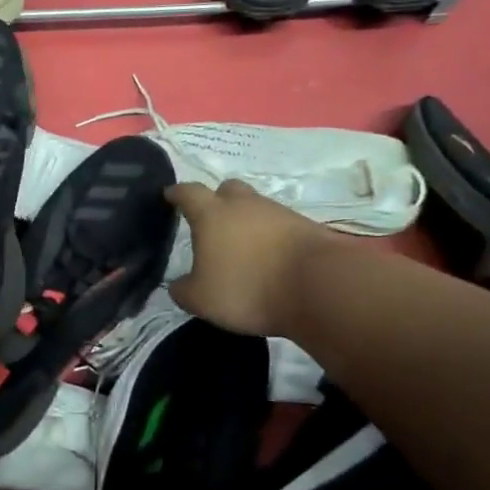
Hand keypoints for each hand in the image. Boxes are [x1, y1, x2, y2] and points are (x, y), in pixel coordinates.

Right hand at [166, 179, 332, 335]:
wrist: (319, 287)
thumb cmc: (247, 288)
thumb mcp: (201, 300)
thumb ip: (183, 290)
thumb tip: (179, 285)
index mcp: (212, 215)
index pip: (188, 193)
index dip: (177, 193)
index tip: (170, 195)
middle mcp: (244, 205)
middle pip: (227, 189)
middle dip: (217, 200)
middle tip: (212, 219)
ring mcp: (278, 213)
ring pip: (256, 207)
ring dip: (247, 220)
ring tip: (243, 246)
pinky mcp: (306, 227)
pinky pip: (280, 226)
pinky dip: (271, 237)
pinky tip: (270, 258)